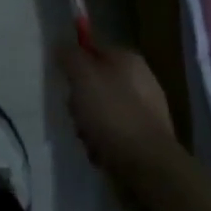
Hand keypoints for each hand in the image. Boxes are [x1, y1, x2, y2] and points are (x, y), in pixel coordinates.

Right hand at [57, 34, 178, 185]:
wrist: (147, 164)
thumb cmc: (112, 113)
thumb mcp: (83, 77)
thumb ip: (70, 56)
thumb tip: (63, 46)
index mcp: (128, 60)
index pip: (94, 51)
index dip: (76, 65)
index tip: (67, 83)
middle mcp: (140, 80)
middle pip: (97, 84)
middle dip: (81, 102)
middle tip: (77, 115)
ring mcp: (146, 111)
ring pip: (103, 111)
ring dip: (89, 126)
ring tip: (88, 139)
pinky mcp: (146, 139)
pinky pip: (115, 134)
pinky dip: (104, 143)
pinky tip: (101, 153)